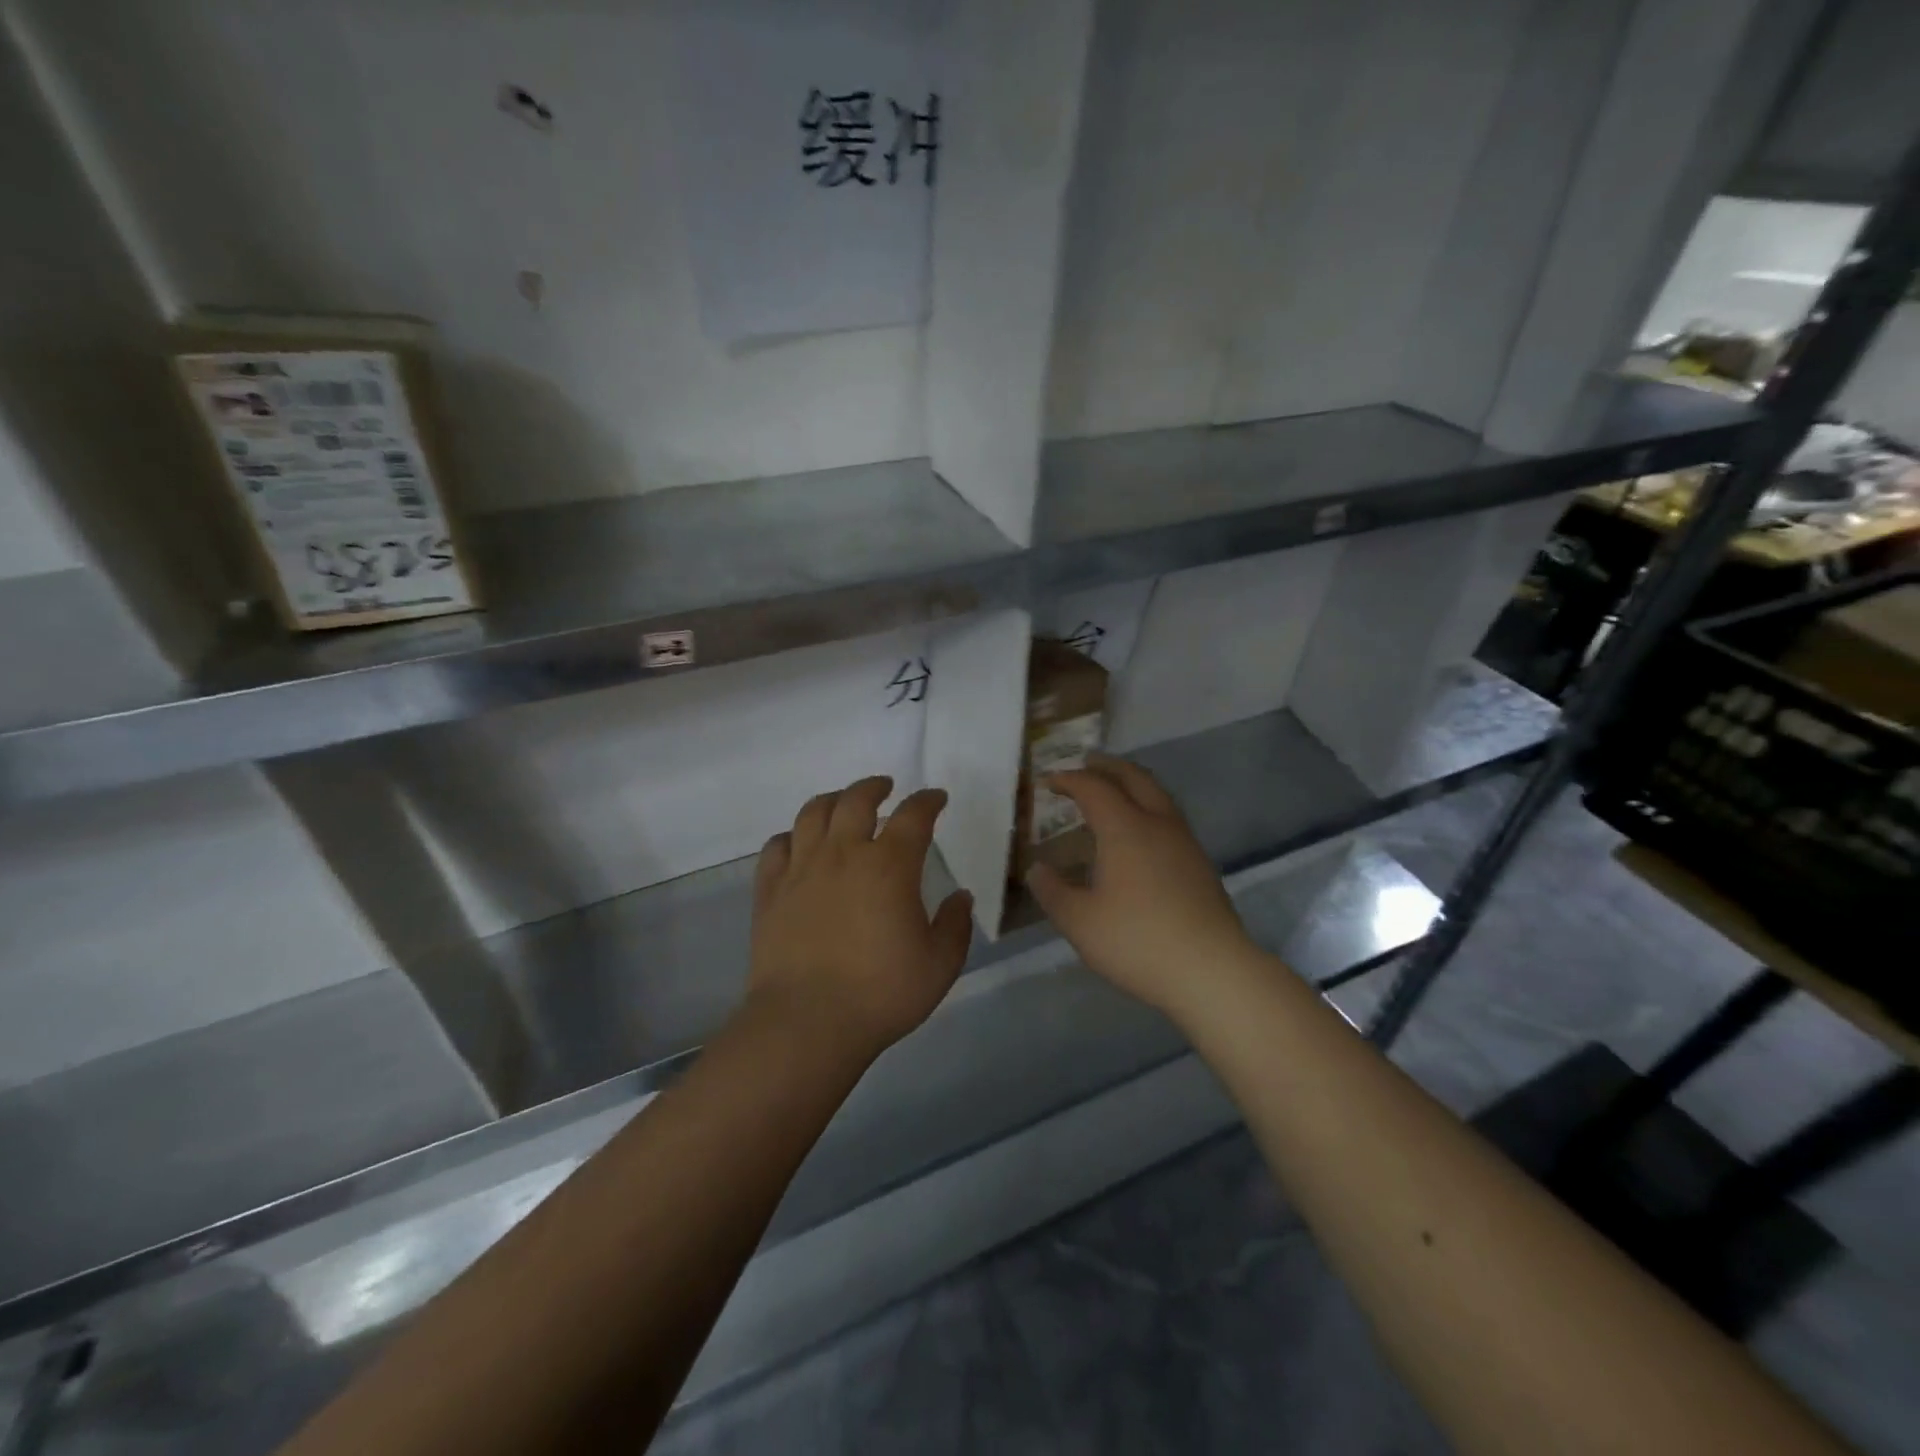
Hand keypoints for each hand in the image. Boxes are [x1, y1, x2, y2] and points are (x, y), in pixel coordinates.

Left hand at [746, 775, 973, 1062]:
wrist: (807, 1023)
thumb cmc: (881, 993)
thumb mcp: (939, 965)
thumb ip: (955, 926)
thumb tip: (960, 898)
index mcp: (889, 866)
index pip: (914, 816)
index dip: (928, 801)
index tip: (936, 798)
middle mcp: (843, 854)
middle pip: (856, 800)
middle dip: (874, 787)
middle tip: (885, 787)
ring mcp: (801, 869)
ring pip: (813, 813)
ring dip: (832, 800)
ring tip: (842, 803)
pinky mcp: (770, 891)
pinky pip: (776, 847)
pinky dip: (791, 836)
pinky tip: (798, 843)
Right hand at [1026, 755, 1259, 1021]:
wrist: (1212, 971)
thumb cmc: (1137, 941)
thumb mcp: (1079, 922)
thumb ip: (1052, 891)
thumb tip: (1036, 869)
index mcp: (1125, 829)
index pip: (1093, 788)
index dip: (1068, 779)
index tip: (1048, 781)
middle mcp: (1157, 824)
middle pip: (1134, 778)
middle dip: (1107, 767)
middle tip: (1085, 764)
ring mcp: (1185, 843)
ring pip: (1157, 796)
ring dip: (1132, 784)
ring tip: (1113, 792)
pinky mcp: (1200, 864)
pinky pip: (1168, 818)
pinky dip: (1147, 808)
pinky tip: (1139, 834)